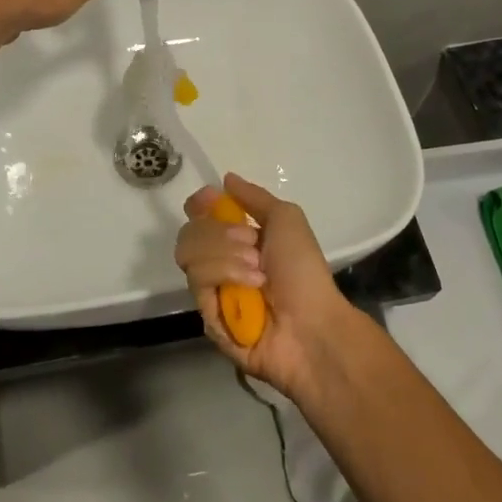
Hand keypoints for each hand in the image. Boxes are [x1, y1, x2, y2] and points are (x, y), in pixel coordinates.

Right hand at [175, 174, 360, 402]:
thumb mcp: (286, 220)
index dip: (200, 206)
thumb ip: (254, 197)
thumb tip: (226, 179)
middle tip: (251, 243)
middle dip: (218, 232)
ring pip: (189, 255)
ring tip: (258, 270)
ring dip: (227, 255)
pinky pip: (198, 282)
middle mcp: (220, 265)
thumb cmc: (303, 269)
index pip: (199, 218)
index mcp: (237, 242)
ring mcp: (212, 293)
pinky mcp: (207, 318)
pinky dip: (226, 275)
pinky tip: (252, 287)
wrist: (313, 322)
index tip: (209, 200)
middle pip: (189, 232)